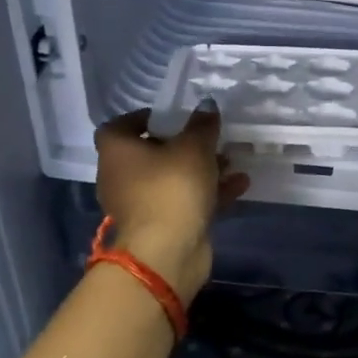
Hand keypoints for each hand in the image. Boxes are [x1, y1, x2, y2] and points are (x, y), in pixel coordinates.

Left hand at [94, 108, 249, 300]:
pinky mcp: (160, 226)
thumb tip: (207, 106)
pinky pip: (184, 201)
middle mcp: (120, 177)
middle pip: (149, 154)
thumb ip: (202, 125)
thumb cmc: (172, 187)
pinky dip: (208, 193)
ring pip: (170, 179)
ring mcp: (139, 205)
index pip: (119, 126)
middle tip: (207, 137)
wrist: (167, 251)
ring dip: (200, 170)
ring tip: (231, 160)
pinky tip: (240, 184)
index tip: (171, 115)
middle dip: (181, 145)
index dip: (143, 118)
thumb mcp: (194, 148)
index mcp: (116, 152)